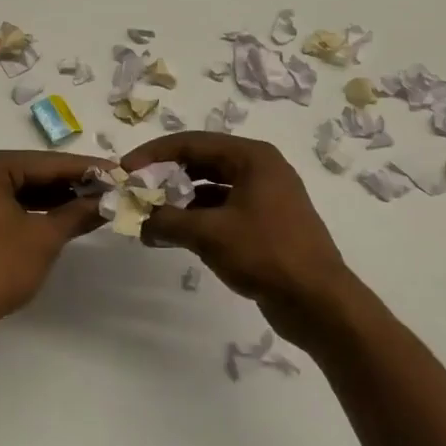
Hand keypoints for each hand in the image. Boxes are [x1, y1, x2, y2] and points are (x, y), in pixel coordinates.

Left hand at [0, 149, 108, 358]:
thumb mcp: (44, 238)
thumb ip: (77, 214)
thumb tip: (108, 201)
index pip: (46, 163)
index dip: (86, 169)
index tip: (118, 172)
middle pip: (31, 174)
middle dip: (70, 185)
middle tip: (109, 190)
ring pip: (18, 193)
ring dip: (53, 201)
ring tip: (92, 206)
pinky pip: (4, 210)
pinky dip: (31, 214)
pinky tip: (60, 222)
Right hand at [121, 132, 362, 344]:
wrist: (319, 303)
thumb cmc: (266, 254)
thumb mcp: (209, 233)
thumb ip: (168, 221)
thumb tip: (140, 221)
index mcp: (252, 157)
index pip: (192, 142)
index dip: (154, 154)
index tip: (125, 169)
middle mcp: (260, 169)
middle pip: (201, 162)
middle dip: (166, 178)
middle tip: (136, 193)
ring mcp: (265, 197)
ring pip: (210, 189)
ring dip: (179, 202)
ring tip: (149, 219)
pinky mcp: (265, 224)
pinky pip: (222, 210)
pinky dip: (197, 219)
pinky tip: (174, 236)